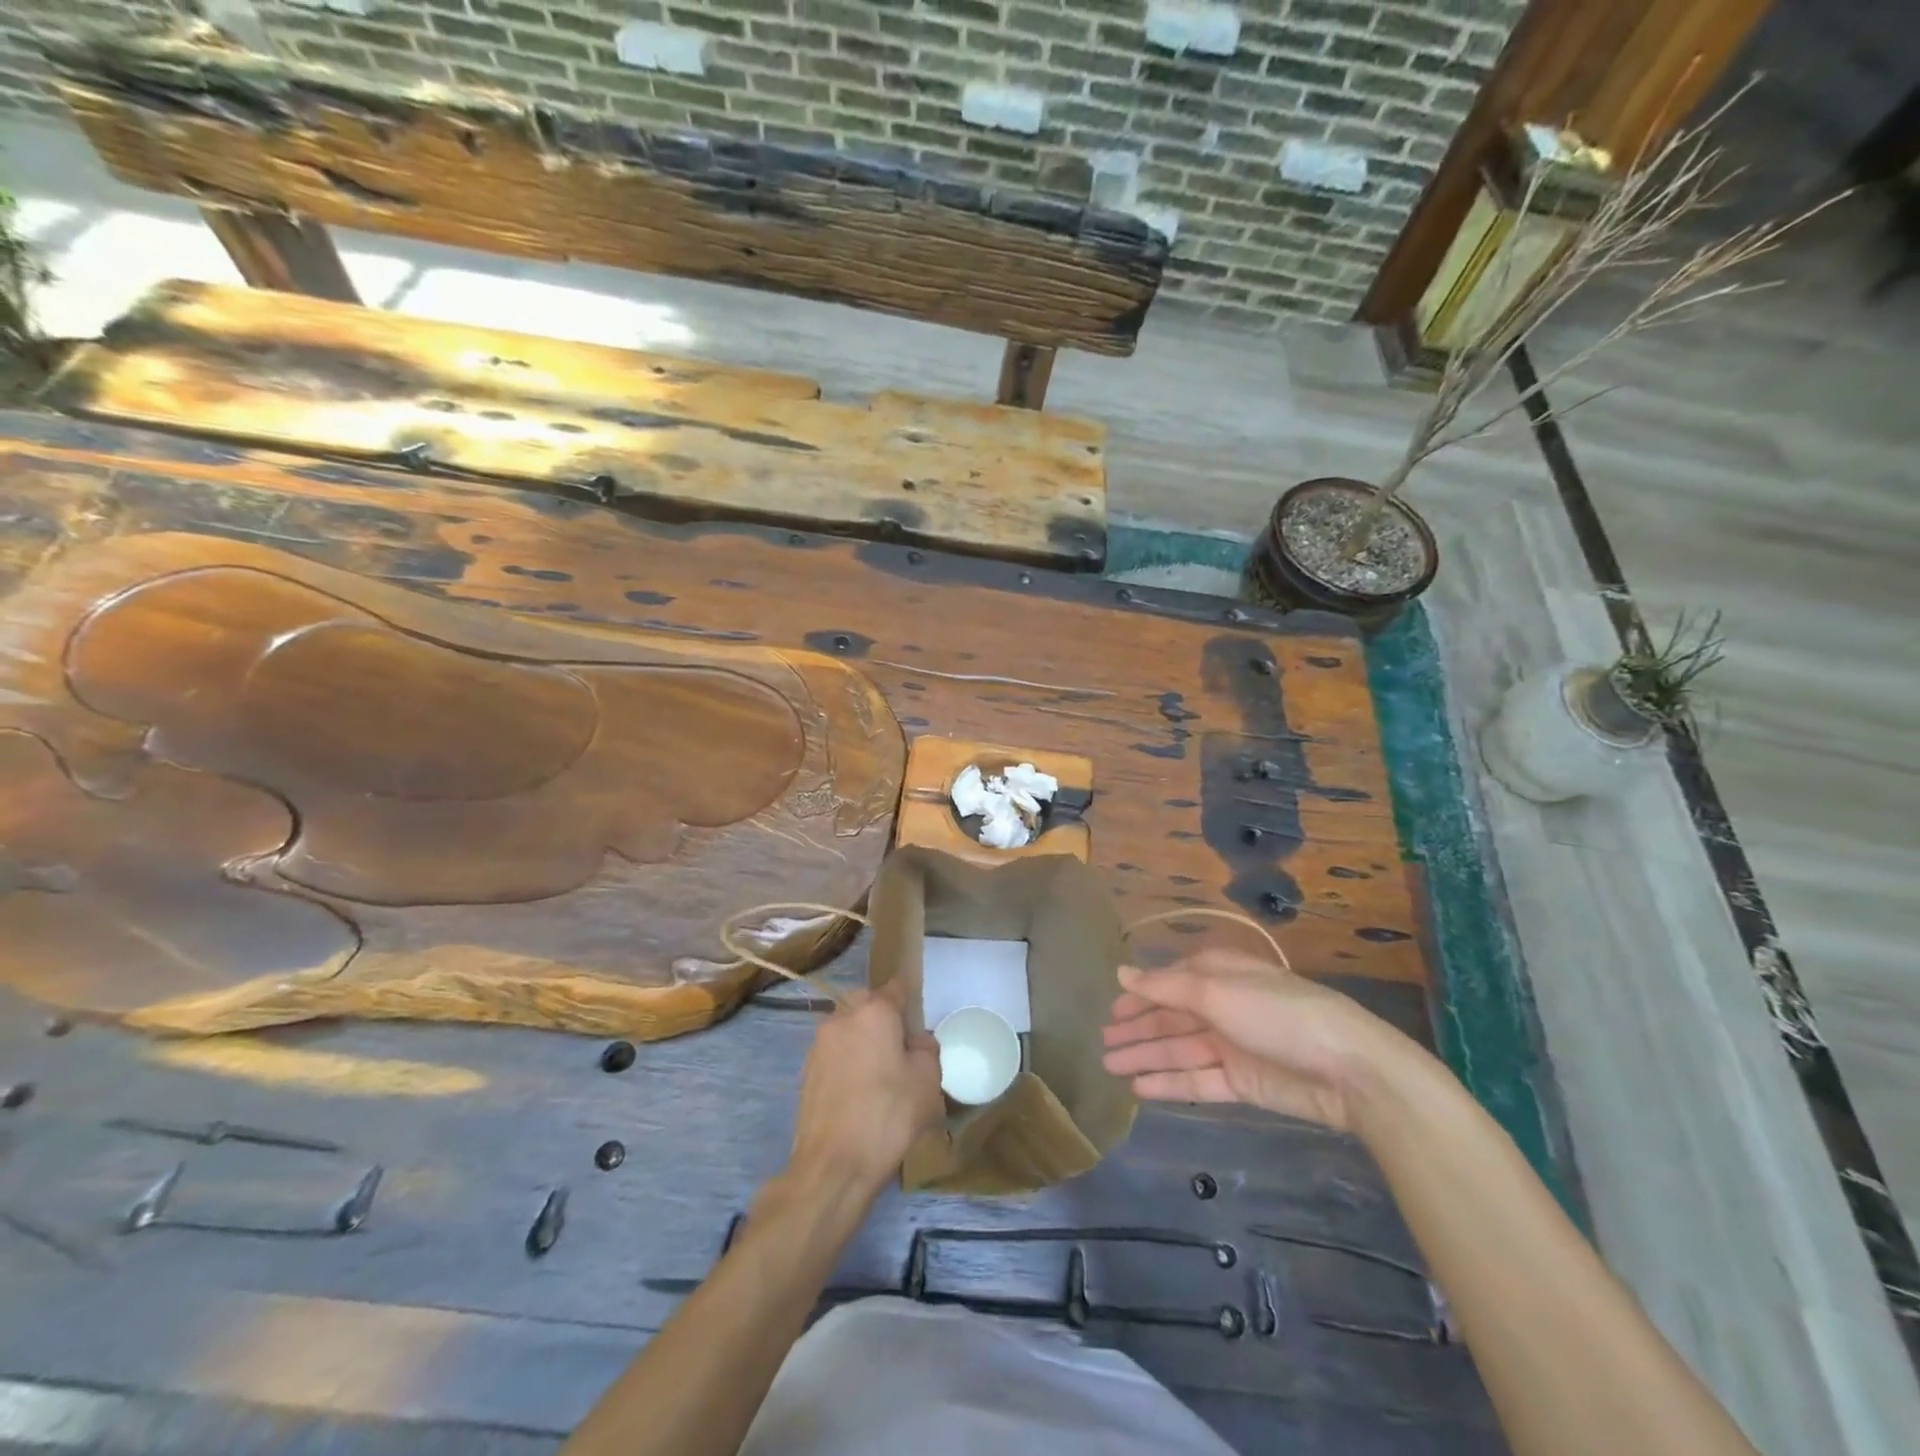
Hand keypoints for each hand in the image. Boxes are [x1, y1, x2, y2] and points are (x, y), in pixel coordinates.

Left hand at [787, 979, 944, 1199]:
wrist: (832, 1166)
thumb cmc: (888, 1115)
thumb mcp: (927, 1082)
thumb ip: (927, 1050)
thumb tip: (917, 1043)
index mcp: (874, 1011)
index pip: (896, 988)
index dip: (911, 1000)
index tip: (920, 1021)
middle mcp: (842, 1017)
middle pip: (867, 1003)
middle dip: (883, 1017)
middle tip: (901, 1048)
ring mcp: (820, 1044)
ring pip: (848, 1027)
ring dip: (863, 1039)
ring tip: (880, 1074)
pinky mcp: (806, 1071)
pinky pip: (835, 1052)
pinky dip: (848, 1061)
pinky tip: (859, 1092)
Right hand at [1101, 949, 1412, 1132]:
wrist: (1348, 1070)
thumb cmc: (1278, 1014)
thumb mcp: (1217, 992)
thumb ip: (1165, 988)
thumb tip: (1121, 973)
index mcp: (1219, 975)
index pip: (1169, 982)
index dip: (1139, 995)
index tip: (1110, 1010)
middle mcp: (1222, 1007)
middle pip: (1170, 1018)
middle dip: (1137, 1029)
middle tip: (1102, 1043)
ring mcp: (1232, 1045)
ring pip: (1178, 1050)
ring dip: (1145, 1057)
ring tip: (1109, 1067)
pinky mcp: (1243, 1082)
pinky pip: (1197, 1080)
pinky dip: (1169, 1083)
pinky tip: (1140, 1088)